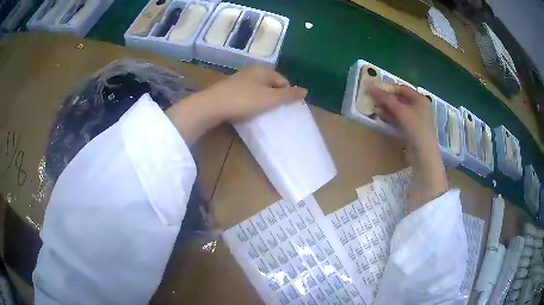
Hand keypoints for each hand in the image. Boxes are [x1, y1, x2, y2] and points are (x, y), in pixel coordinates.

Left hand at [201, 65, 307, 121]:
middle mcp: (253, 70)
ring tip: (261, 112)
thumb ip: (289, 95)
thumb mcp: (270, 99)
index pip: (283, 81)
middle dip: (275, 97)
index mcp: (264, 70)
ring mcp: (240, 78)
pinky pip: (248, 93)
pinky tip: (247, 109)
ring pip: (259, 89)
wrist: (213, 105)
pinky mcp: (230, 87)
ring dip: (263, 100)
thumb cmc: (244, 100)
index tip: (283, 109)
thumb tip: (306, 91)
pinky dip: (251, 100)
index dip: (287, 95)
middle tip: (273, 111)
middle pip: (271, 84)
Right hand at [368, 84, 434, 149]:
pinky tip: (380, 116)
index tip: (374, 90)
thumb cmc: (416, 128)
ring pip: (398, 110)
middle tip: (372, 99)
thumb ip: (386, 98)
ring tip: (373, 107)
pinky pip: (398, 119)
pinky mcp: (410, 130)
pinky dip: (389, 117)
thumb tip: (369, 85)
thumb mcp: (401, 111)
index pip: (401, 89)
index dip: (388, 88)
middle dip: (386, 99)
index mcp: (420, 99)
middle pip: (399, 99)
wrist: (423, 155)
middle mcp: (418, 107)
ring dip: (386, 108)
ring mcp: (414, 119)